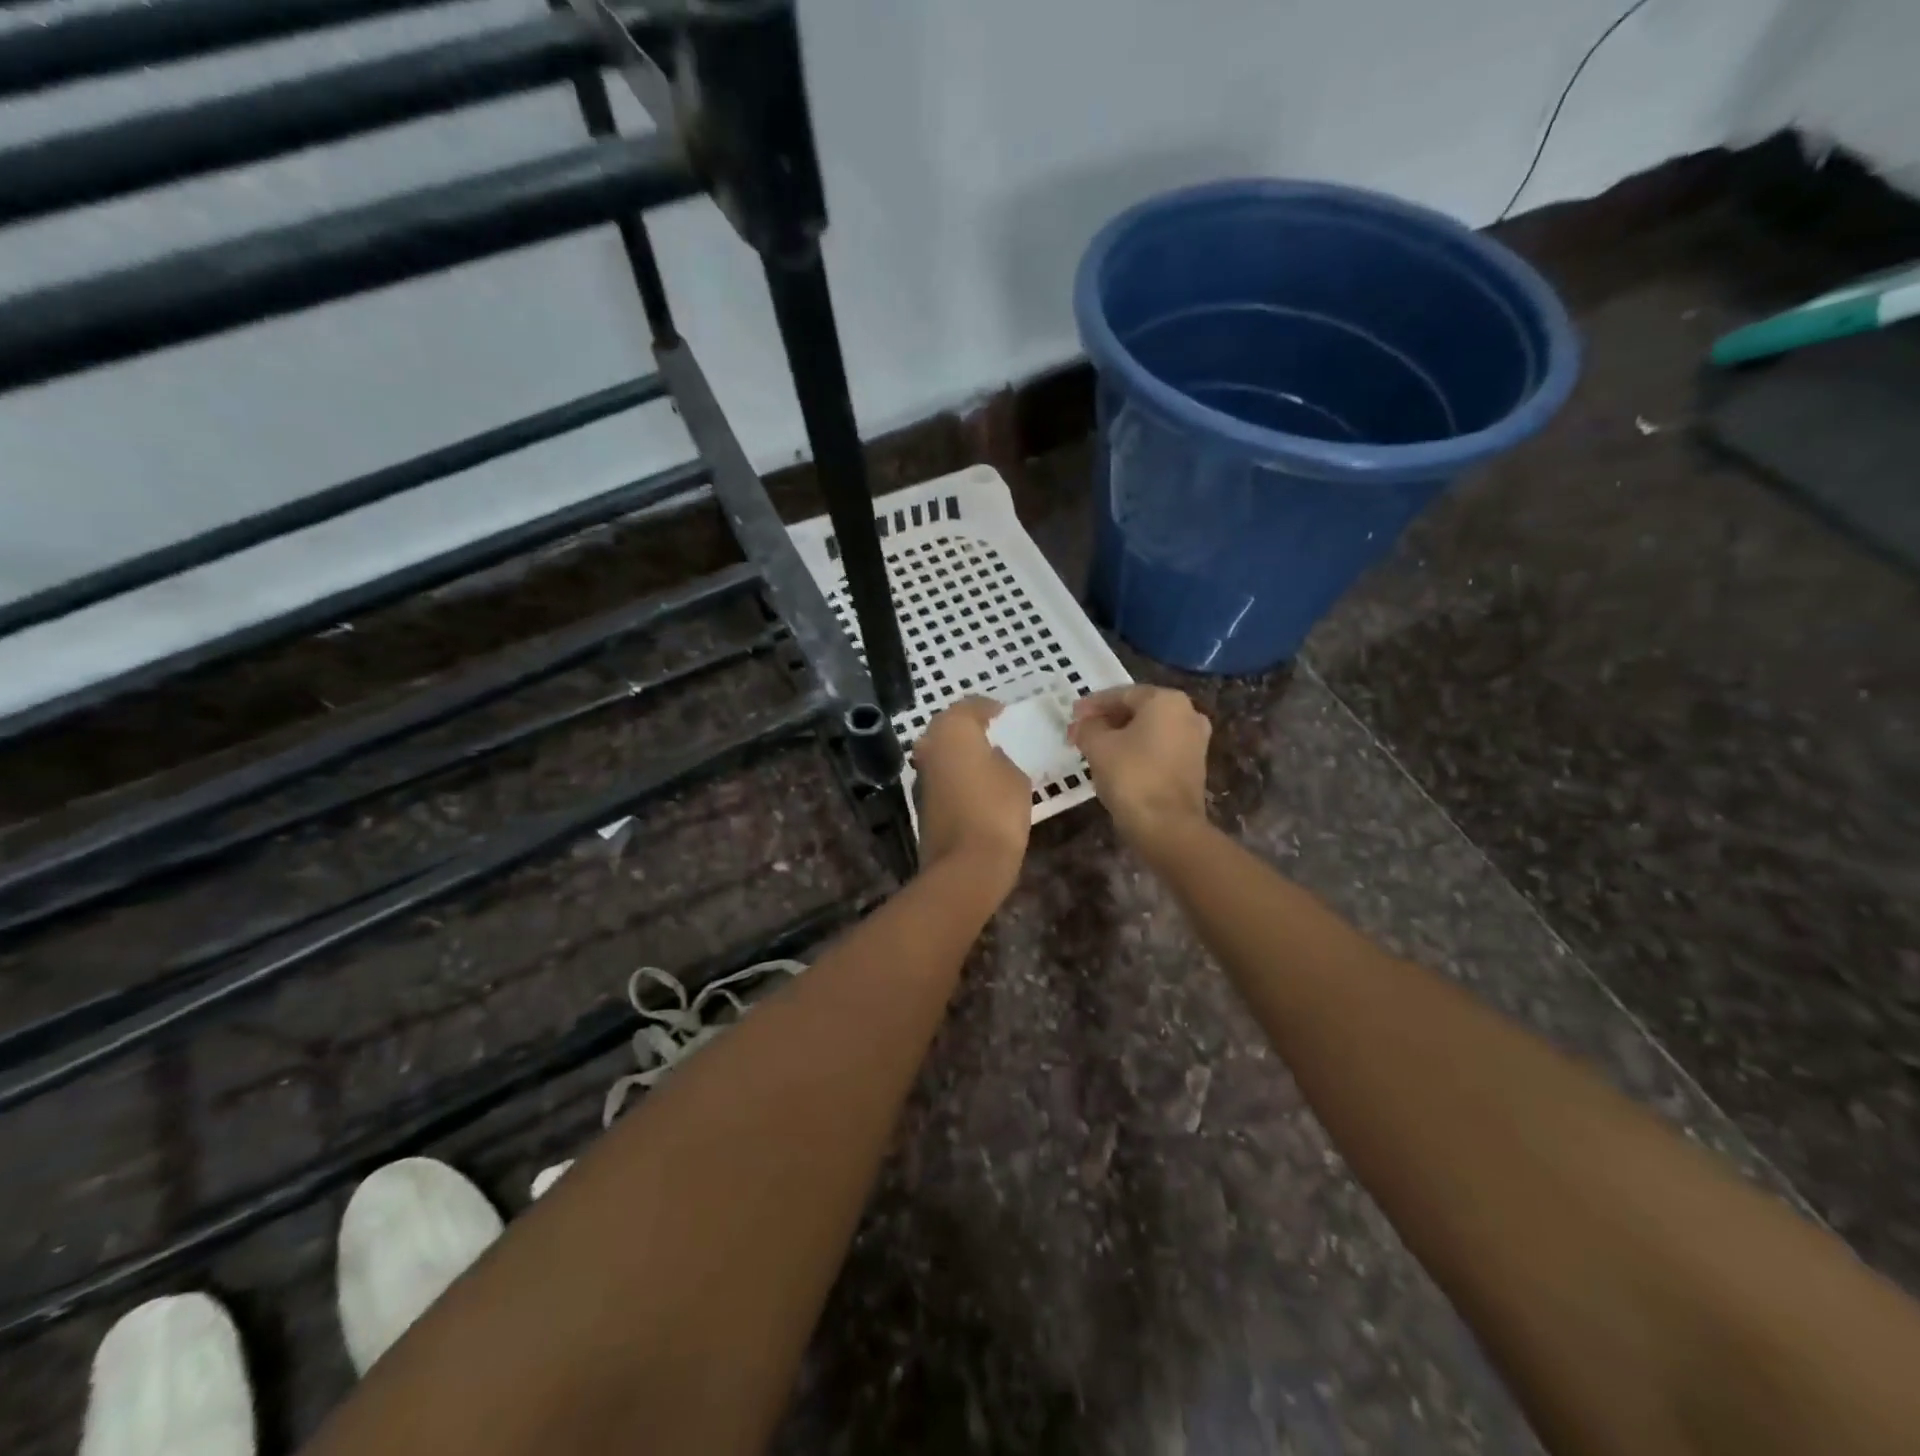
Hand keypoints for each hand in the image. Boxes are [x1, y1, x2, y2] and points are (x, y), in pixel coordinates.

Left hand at [912, 698, 1030, 891]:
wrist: (966, 864)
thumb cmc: (997, 810)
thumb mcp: (1015, 777)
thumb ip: (1001, 759)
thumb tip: (991, 757)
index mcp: (952, 730)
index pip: (969, 706)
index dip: (987, 707)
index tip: (1002, 712)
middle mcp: (930, 746)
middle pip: (947, 726)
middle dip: (967, 726)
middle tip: (990, 729)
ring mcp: (921, 775)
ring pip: (940, 751)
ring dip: (958, 750)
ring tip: (984, 755)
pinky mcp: (920, 801)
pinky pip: (941, 775)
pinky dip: (954, 772)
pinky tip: (974, 781)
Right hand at [1068, 685, 1211, 848]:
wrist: (1167, 826)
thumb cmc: (1131, 776)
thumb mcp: (1098, 746)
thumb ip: (1087, 728)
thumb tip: (1082, 725)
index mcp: (1166, 700)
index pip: (1122, 694)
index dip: (1093, 704)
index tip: (1072, 715)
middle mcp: (1188, 713)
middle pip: (1138, 709)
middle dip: (1107, 719)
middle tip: (1081, 730)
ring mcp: (1195, 740)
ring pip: (1149, 729)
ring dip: (1121, 735)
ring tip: (1094, 746)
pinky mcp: (1194, 765)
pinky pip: (1159, 747)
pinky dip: (1137, 749)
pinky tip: (1116, 761)